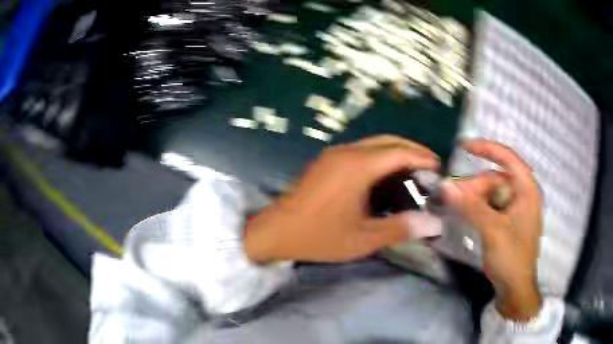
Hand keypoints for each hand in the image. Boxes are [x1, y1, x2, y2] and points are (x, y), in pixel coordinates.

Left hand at [244, 135, 441, 263]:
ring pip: (373, 144)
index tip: (439, 167)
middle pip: (387, 141)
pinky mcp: (326, 162)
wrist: (275, 231)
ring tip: (412, 171)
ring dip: (394, 152)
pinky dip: (379, 158)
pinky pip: (360, 152)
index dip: (421, 156)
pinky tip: (385, 177)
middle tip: (429, 167)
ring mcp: (333, 155)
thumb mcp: (363, 239)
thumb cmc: (319, 236)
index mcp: (357, 167)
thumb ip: (400, 228)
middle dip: (411, 149)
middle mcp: (346, 153)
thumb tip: (433, 224)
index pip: (398, 152)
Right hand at [441, 140, 542, 320]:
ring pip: (492, 193)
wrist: (515, 288)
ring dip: (475, 198)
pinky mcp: (509, 221)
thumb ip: (470, 206)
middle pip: (496, 178)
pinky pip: (492, 206)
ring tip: (458, 210)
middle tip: (454, 198)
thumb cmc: (511, 257)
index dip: (486, 148)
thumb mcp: (492, 230)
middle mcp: (524, 194)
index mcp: (527, 189)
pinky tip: (467, 215)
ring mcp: (517, 208)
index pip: (508, 157)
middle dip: (475, 186)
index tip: (463, 147)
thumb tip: (445, 185)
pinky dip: (479, 208)